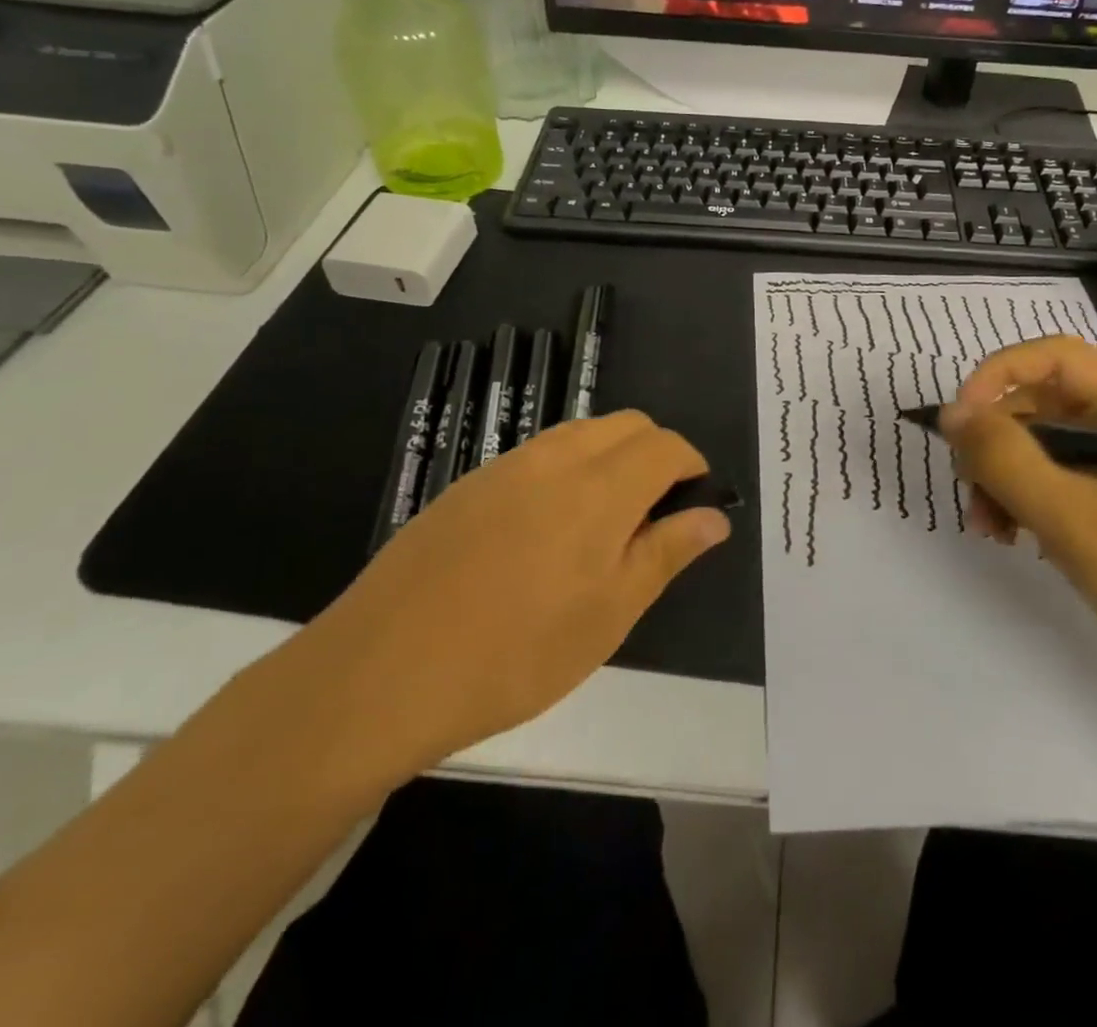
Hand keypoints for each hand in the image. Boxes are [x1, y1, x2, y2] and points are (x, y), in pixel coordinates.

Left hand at [278, 412, 730, 798]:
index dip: (692, 466)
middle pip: (628, 424)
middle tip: (654, 517)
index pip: (667, 446)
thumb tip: (714, 515)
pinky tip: (546, 531)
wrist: (381, 672)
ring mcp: (507, 466)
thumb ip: (666, 553)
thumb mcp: (609, 615)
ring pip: (582, 433)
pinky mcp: (470, 483)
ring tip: (603, 525)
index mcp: (601, 488)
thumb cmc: (515, 654)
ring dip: (612, 457)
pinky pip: (538, 454)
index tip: (694, 505)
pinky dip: (568, 469)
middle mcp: (557, 458)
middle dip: (656, 454)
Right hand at [941, 337, 1096, 723]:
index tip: (960, 422)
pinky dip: (1024, 497)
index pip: (1056, 356)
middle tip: (968, 487)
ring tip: (988, 526)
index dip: (999, 375)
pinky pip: (1056, 477)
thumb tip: (951, 413)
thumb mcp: (1071, 517)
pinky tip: (1011, 535)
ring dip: (1003, 475)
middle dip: (997, 441)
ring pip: (1042, 442)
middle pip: (1043, 400)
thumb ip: (1005, 458)